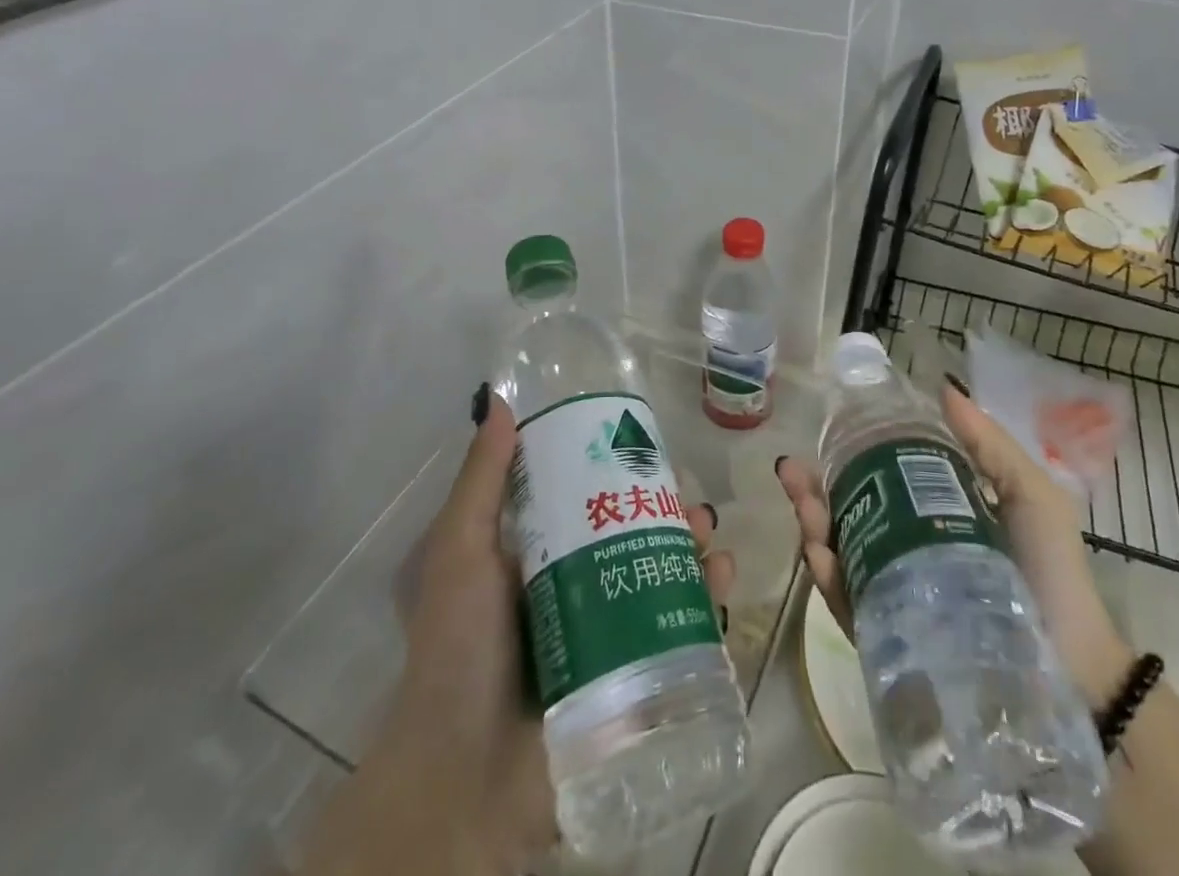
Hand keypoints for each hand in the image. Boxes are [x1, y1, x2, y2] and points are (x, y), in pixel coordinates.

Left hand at [305, 390, 734, 875]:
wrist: (464, 776)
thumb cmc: (458, 649)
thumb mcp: (459, 551)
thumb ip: (481, 481)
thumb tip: (501, 402)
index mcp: (539, 555)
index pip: (588, 498)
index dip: (620, 470)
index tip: (647, 448)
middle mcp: (577, 585)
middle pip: (634, 533)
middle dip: (668, 510)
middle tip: (690, 502)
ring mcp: (608, 632)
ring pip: (663, 573)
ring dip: (694, 546)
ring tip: (706, 533)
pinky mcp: (635, 674)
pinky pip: (680, 627)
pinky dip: (707, 598)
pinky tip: (720, 577)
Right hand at [775, 375, 1133, 704]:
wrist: (1075, 671)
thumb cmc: (1052, 574)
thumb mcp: (1031, 496)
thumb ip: (991, 446)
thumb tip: (945, 389)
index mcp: (929, 517)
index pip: (876, 481)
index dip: (846, 457)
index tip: (824, 436)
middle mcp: (903, 551)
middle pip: (846, 515)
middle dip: (812, 491)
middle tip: (793, 472)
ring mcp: (893, 595)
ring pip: (840, 555)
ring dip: (813, 528)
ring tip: (806, 509)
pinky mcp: (890, 639)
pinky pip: (850, 606)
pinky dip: (829, 580)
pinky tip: (820, 555)